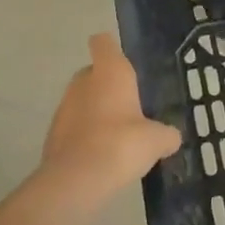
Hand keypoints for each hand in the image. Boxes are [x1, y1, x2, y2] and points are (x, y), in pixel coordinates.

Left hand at [40, 33, 181, 203]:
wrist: (77, 180)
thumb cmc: (122, 144)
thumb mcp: (158, 140)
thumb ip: (167, 134)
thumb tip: (171, 137)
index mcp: (110, 73)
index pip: (104, 44)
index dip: (111, 47)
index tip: (123, 59)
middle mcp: (83, 83)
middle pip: (93, 73)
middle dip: (108, 85)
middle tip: (130, 104)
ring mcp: (63, 108)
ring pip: (82, 100)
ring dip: (96, 111)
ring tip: (118, 134)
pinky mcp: (53, 135)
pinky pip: (74, 126)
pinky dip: (86, 135)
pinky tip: (103, 154)